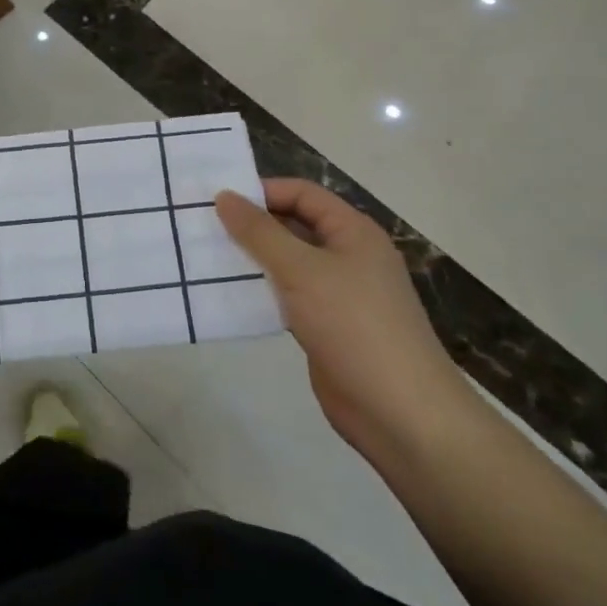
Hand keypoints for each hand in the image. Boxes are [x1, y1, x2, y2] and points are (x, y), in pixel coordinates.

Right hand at [216, 180, 474, 460]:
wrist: (402, 414)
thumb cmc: (354, 325)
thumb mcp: (301, 270)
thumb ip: (259, 231)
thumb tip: (224, 195)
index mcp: (353, 231)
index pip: (302, 193)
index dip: (262, 192)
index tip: (218, 201)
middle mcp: (348, 255)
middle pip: (294, 225)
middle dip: (252, 225)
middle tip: (204, 228)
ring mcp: (339, 293)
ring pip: (288, 262)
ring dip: (253, 259)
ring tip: (207, 258)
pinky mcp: (327, 326)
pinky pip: (289, 296)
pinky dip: (262, 291)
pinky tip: (230, 296)